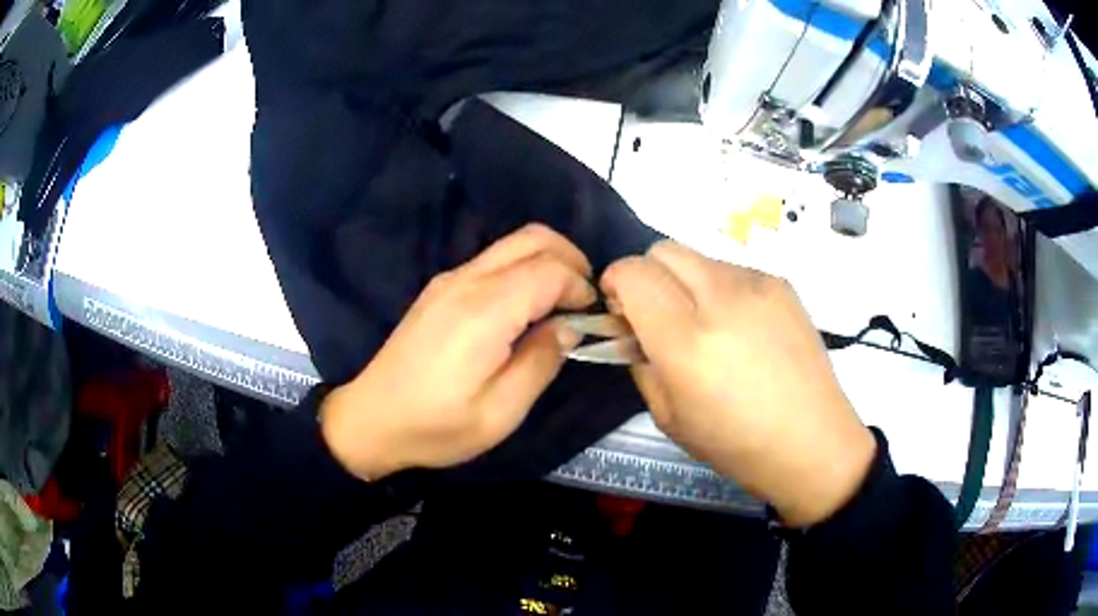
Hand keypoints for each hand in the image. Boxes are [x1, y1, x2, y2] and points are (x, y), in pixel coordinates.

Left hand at [321, 224, 593, 480]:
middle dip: (570, 258)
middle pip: (532, 238)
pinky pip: (492, 260)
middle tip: (585, 298)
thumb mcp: (500, 413)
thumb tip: (567, 328)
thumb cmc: (436, 426)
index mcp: (484, 312)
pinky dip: (523, 269)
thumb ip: (541, 363)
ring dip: (547, 261)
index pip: (548, 270)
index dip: (580, 286)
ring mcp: (449, 280)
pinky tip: (526, 307)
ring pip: (512, 244)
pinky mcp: (440, 288)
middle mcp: (466, 281)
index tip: (592, 316)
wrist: (371, 419)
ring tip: (561, 303)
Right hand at [601, 241, 875, 526]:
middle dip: (647, 274)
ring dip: (684, 281)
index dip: (615, 282)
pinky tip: (738, 327)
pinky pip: (731, 269)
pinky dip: (718, 288)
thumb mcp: (668, 417)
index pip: (633, 273)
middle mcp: (721, 298)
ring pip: (698, 256)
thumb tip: (631, 329)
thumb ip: (640, 363)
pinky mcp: (781, 283)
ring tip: (703, 323)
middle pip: (663, 250)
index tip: (620, 308)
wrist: (812, 441)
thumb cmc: (736, 444)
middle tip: (657, 312)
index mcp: (686, 340)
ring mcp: (757, 284)